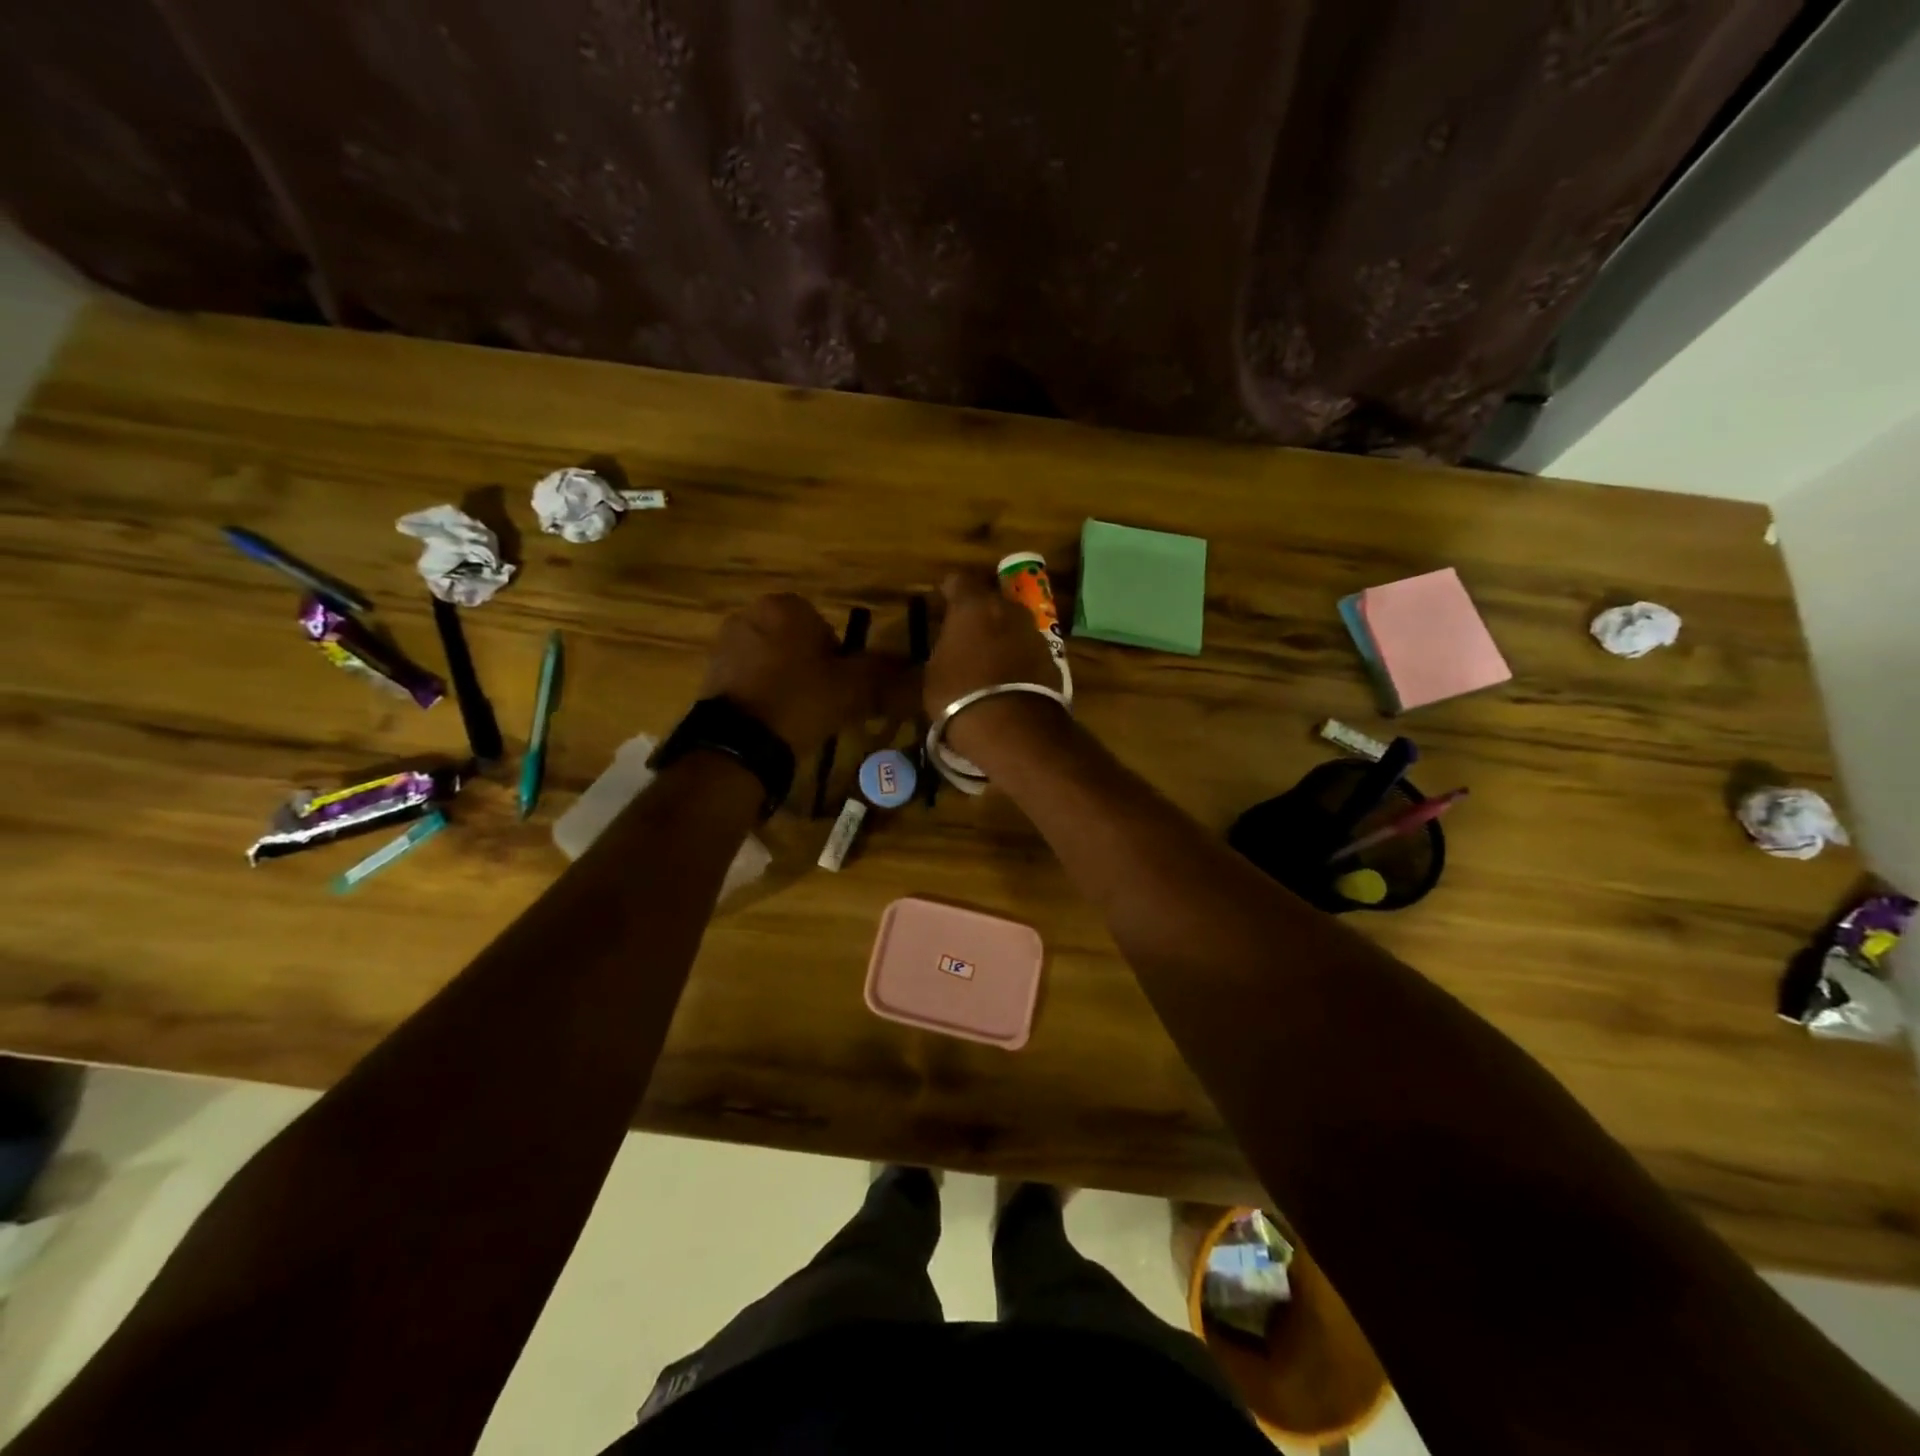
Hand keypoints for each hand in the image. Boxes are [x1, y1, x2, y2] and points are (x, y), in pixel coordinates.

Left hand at [698, 593, 871, 757]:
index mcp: (786, 606)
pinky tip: (772, 720)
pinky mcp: (710, 673)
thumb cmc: (800, 701)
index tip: (840, 687)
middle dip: (809, 667)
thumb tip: (914, 668)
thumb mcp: (853, 687)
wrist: (739, 743)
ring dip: (785, 680)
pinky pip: (749, 679)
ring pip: (772, 660)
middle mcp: (751, 614)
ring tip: (797, 715)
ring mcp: (726, 643)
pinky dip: (762, 694)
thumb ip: (883, 672)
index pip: (825, 627)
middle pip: (796, 642)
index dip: (838, 659)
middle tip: (822, 702)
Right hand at [925, 572, 1067, 762]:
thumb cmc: (959, 697)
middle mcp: (1008, 609)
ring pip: (1013, 625)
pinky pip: (1027, 650)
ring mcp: (1034, 632)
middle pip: (991, 601)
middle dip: (979, 614)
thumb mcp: (934, 673)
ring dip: (1001, 636)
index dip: (948, 594)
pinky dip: (1018, 658)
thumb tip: (951, 645)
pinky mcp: (1052, 658)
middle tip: (965, 637)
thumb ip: (944, 648)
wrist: (1012, 729)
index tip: (940, 609)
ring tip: (988, 662)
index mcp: (973, 605)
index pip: (958, 581)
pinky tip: (1008, 680)